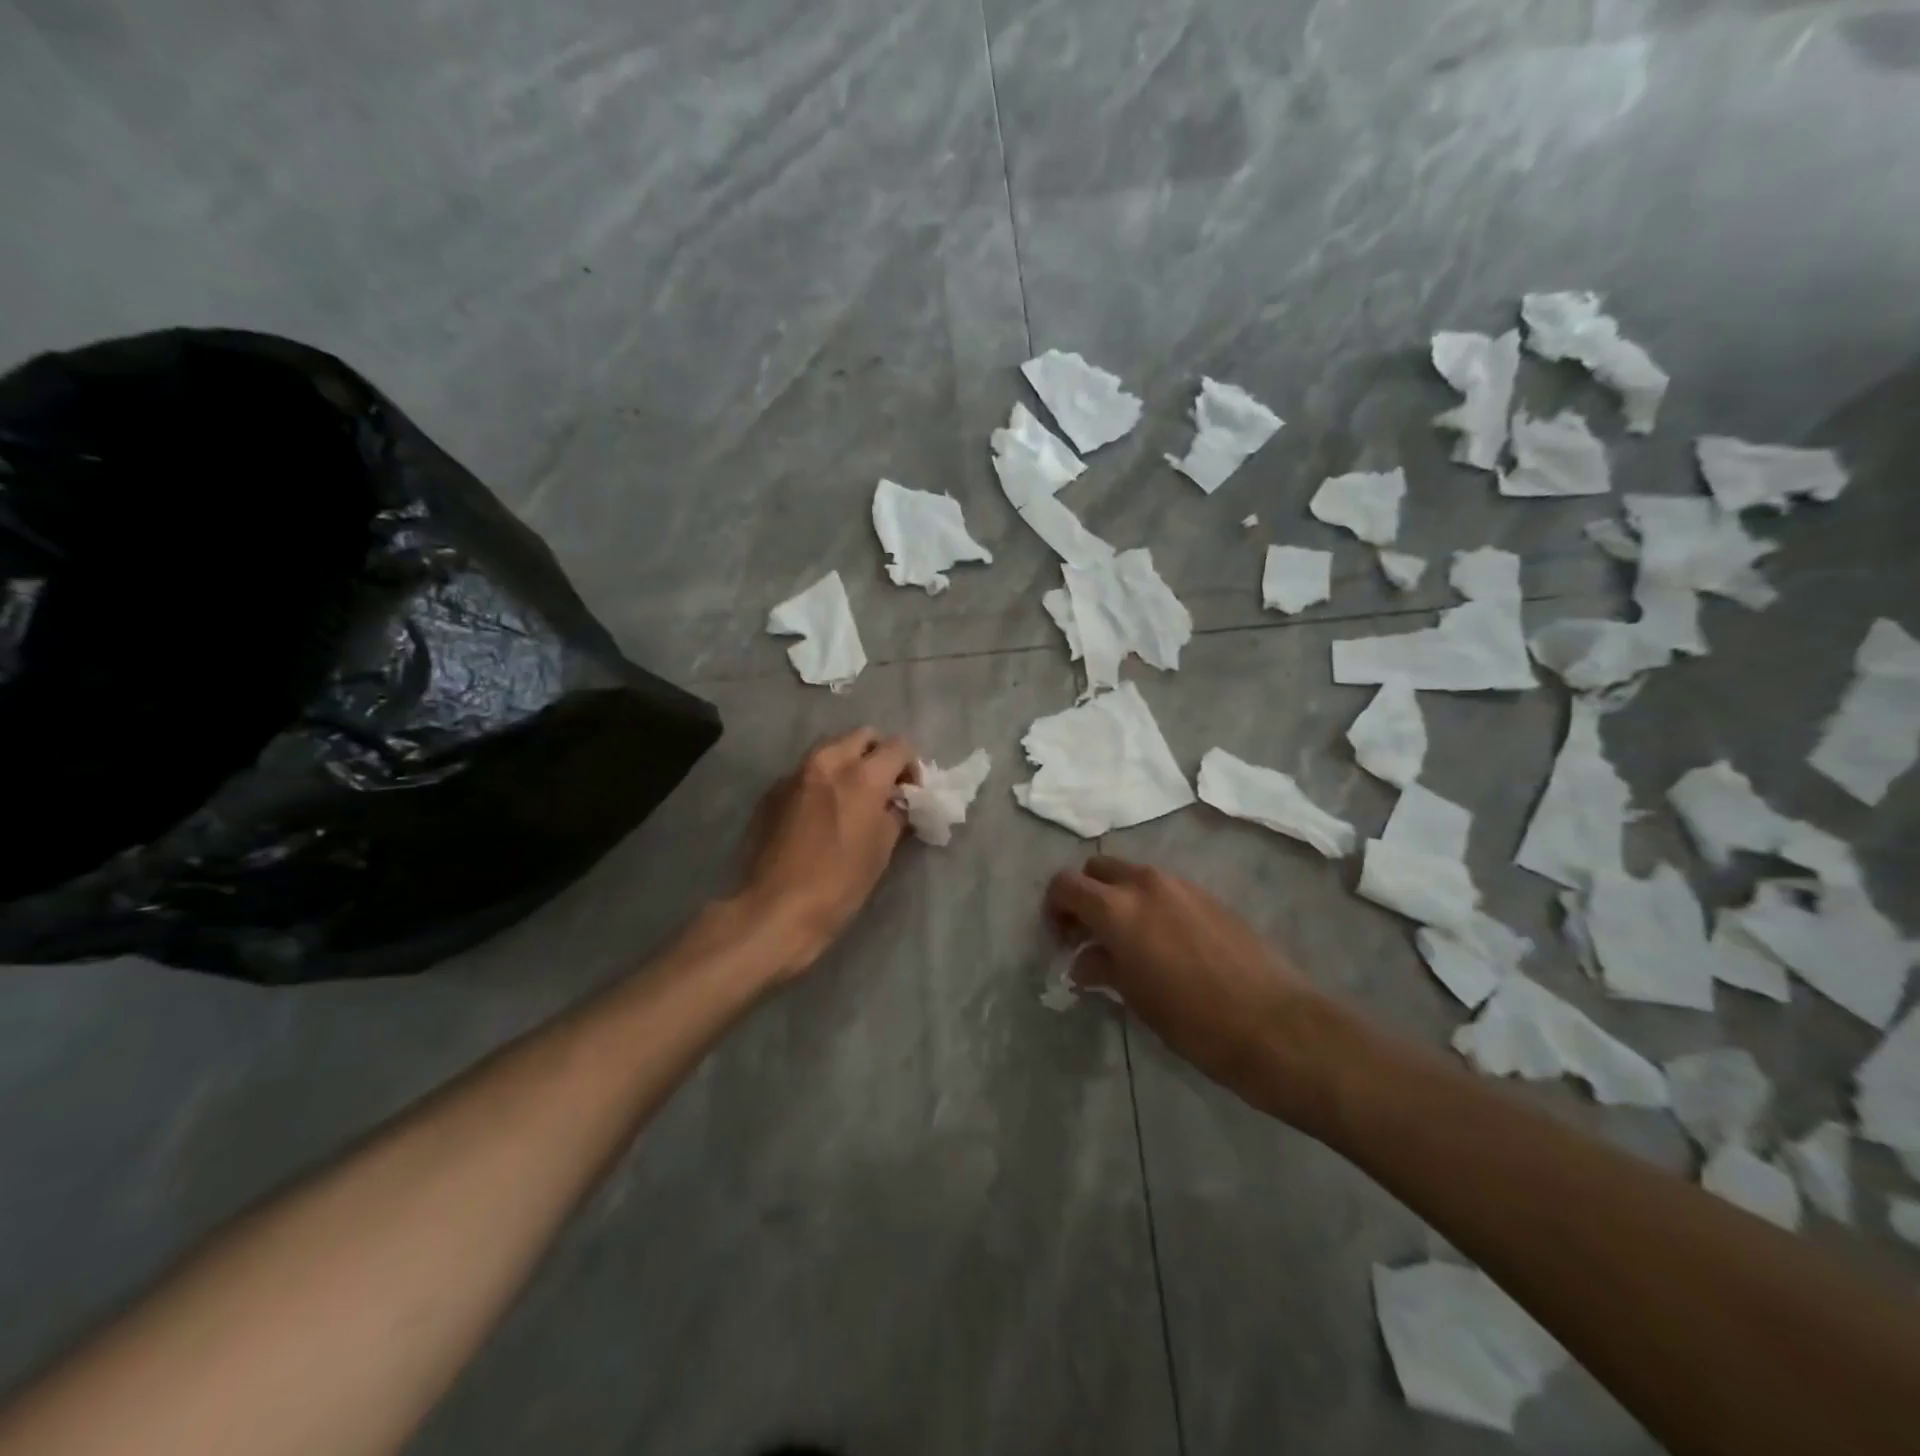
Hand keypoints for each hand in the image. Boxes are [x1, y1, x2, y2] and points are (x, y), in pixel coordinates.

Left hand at [737, 728, 916, 976]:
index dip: (911, 765)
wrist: (773, 910)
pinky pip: (805, 773)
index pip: (899, 745)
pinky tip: (819, 815)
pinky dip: (820, 782)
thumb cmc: (839, 884)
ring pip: (830, 750)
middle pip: (862, 736)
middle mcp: (828, 762)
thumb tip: (898, 802)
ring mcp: (794, 773)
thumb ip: (895, 814)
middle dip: (878, 755)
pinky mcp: (772, 791)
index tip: (910, 791)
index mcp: (862, 775)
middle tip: (882, 787)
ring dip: (847, 764)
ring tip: (851, 799)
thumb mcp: (881, 850)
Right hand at [1047, 856, 1342, 1123]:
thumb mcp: (1136, 998)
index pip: (1066, 885)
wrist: (1276, 1025)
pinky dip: (1149, 904)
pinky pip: (1164, 888)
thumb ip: (1103, 968)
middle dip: (1085, 895)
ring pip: (1133, 874)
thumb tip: (1082, 962)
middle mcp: (1146, 883)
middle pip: (1097, 869)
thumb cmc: (1194, 1021)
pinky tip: (1164, 944)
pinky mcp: (1210, 897)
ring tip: (1126, 943)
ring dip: (1118, 898)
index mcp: (1118, 908)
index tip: (1061, 940)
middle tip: (1088, 936)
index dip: (1054, 908)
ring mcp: (1182, 886)